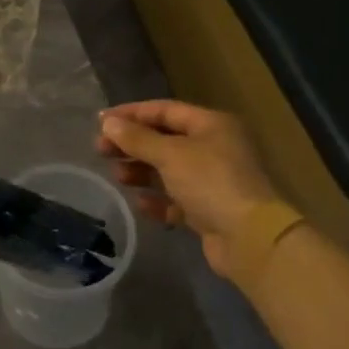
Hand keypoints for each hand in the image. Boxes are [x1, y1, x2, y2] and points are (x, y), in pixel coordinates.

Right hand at [95, 101, 282, 274]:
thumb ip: (137, 138)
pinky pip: (175, 199)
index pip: (164, 110)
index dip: (131, 113)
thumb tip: (108, 122)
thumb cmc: (210, 183)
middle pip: (163, 140)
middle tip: (100, 150)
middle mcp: (214, 148)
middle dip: (132, 144)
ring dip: (140, 171)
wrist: (249, 239)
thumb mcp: (170, 155)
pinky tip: (140, 203)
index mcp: (211, 125)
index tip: (99, 121)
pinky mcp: (208, 210)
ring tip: (117, 177)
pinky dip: (157, 199)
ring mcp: (212, 180)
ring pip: (167, 170)